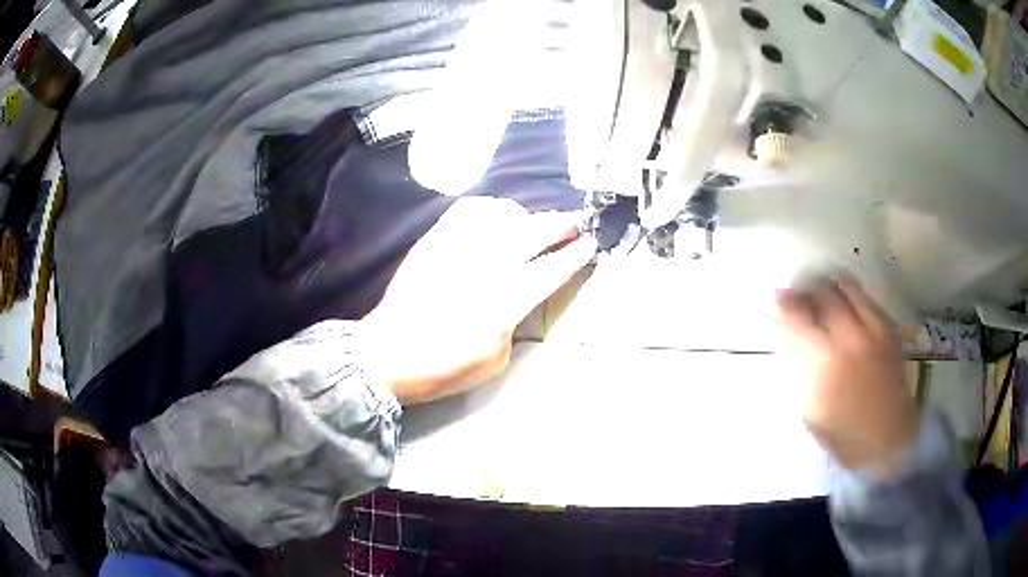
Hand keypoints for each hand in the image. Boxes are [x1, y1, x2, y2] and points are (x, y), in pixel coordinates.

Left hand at [360, 197, 596, 405]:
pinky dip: (490, 208)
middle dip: (560, 225)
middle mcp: (483, 266)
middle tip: (575, 222)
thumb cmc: (442, 367)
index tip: (589, 244)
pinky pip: (468, 211)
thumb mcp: (494, 361)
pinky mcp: (434, 241)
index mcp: (502, 302)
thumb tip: (521, 296)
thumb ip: (515, 323)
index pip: (549, 270)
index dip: (574, 255)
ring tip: (535, 223)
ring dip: (527, 215)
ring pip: (502, 215)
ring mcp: (456, 248)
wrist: (387, 354)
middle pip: (532, 233)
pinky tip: (496, 217)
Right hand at [777, 277, 917, 471]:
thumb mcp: (811, 410)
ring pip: (846, 287)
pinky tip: (849, 309)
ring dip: (830, 287)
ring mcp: (871, 330)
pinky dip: (852, 297)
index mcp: (823, 364)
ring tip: (826, 294)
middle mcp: (848, 338)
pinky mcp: (888, 329)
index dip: (786, 302)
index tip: (781, 297)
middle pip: (822, 293)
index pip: (798, 316)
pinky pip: (866, 299)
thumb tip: (793, 336)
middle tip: (803, 296)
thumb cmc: (844, 435)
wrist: (888, 439)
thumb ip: (802, 369)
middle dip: (808, 290)